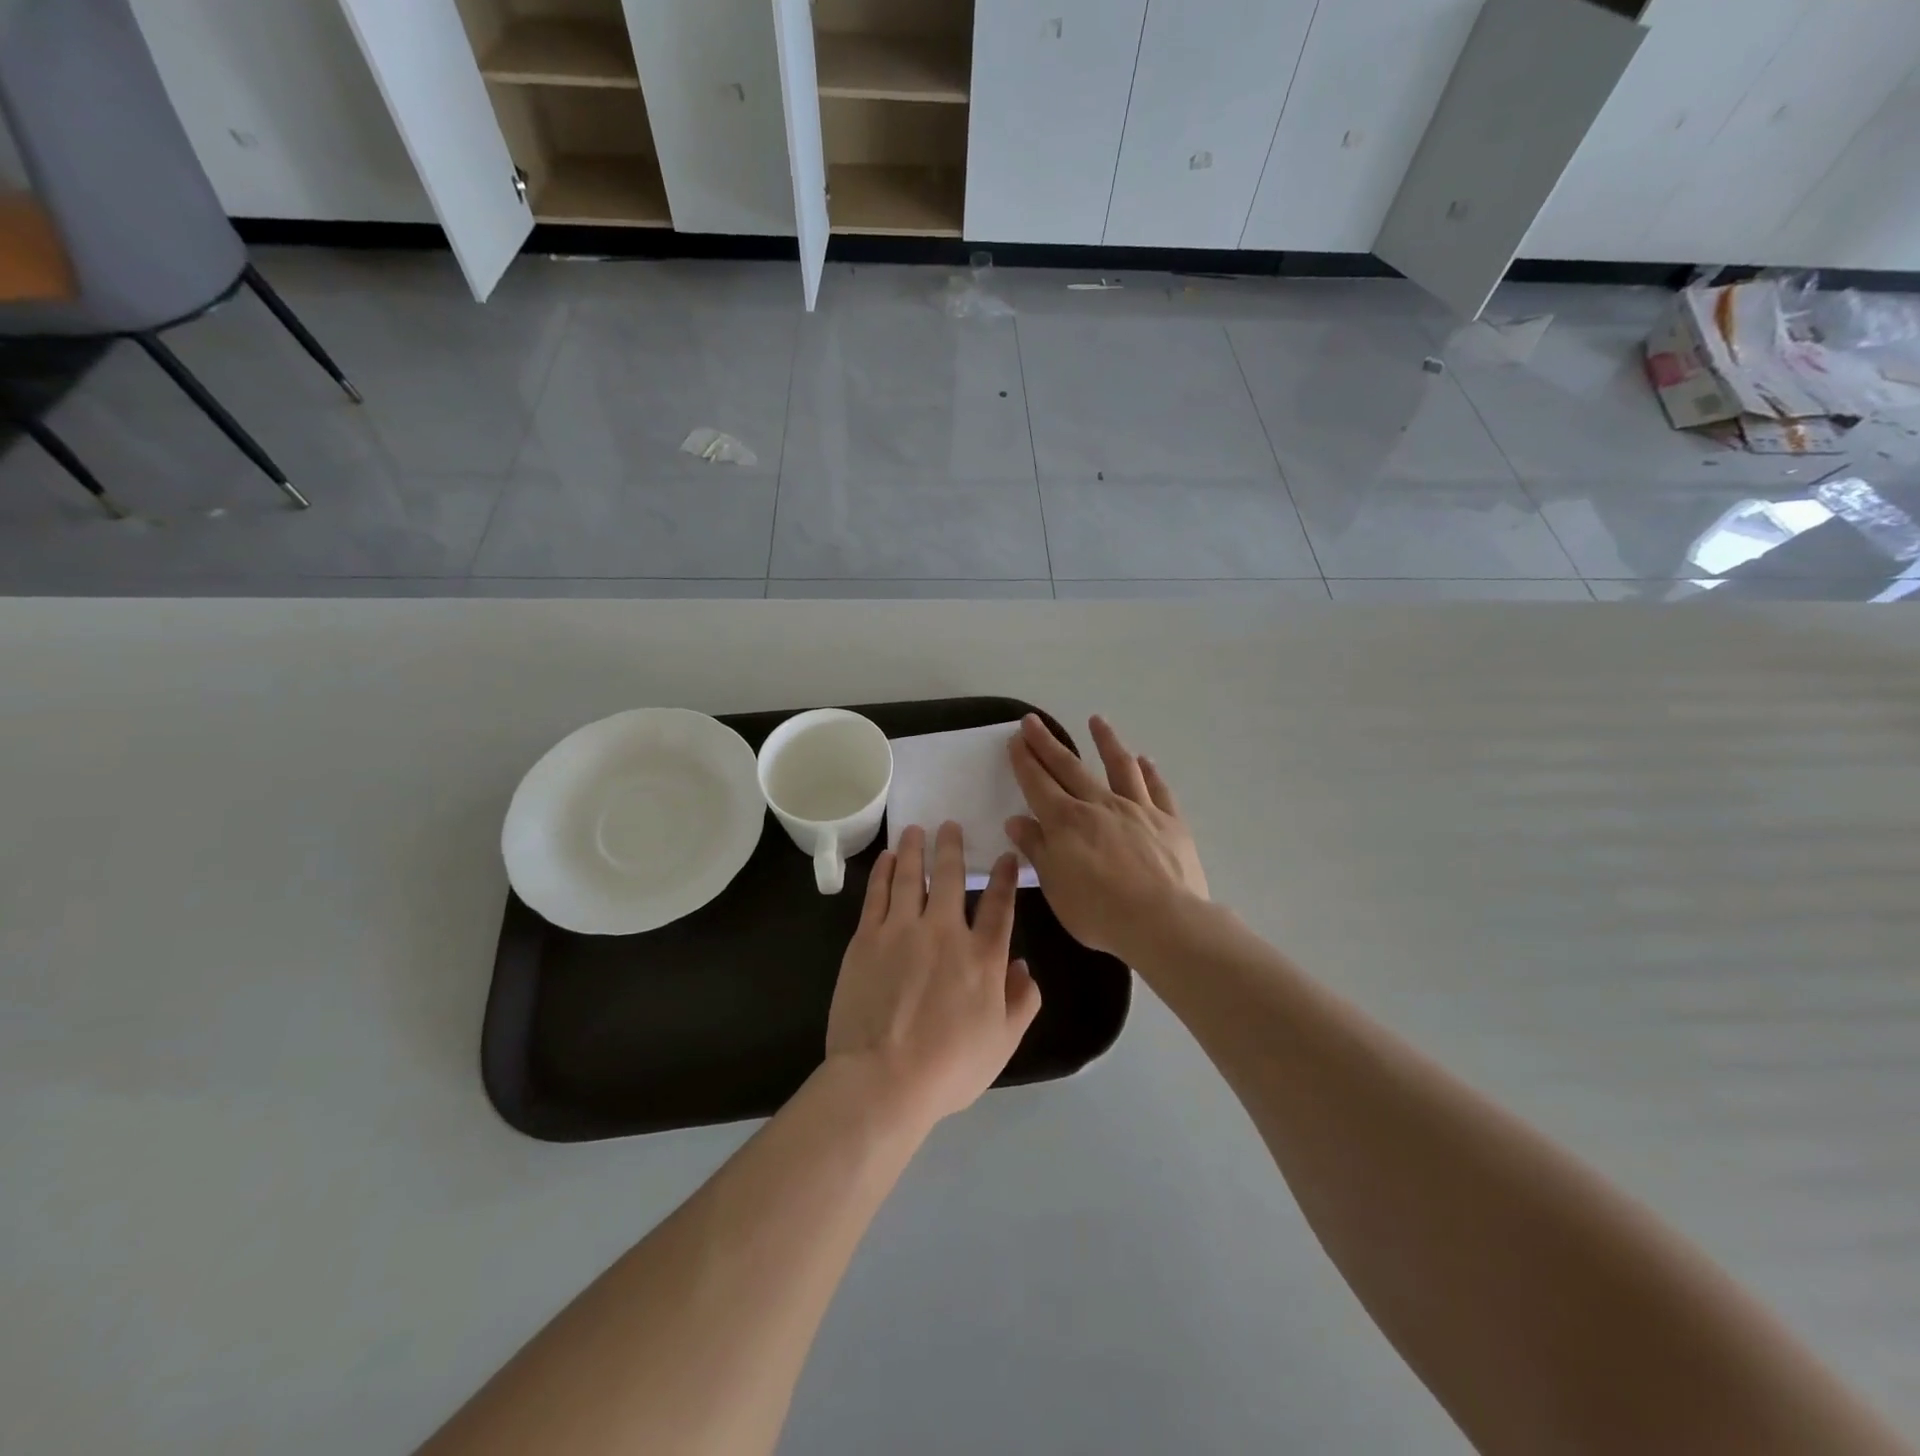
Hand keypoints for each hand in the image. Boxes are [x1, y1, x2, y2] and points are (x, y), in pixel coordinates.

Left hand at [825, 822, 1041, 1126]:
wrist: (883, 1079)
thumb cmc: (949, 1068)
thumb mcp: (1002, 1042)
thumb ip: (1022, 1001)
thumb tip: (1024, 966)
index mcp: (983, 957)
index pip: (999, 905)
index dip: (1004, 877)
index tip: (1005, 856)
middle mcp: (945, 932)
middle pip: (951, 878)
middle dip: (953, 847)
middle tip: (951, 825)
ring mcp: (902, 930)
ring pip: (912, 876)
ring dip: (916, 849)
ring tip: (916, 829)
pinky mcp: (867, 938)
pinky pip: (877, 894)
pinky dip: (884, 872)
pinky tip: (888, 858)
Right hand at [1006, 715, 1207, 961]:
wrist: (1165, 922)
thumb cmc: (1100, 913)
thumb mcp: (1055, 888)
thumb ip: (1037, 850)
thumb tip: (1017, 821)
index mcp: (1066, 822)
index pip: (1038, 783)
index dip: (1024, 760)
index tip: (1015, 738)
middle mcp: (1099, 805)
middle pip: (1069, 766)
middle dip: (1047, 743)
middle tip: (1033, 721)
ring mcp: (1138, 809)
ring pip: (1119, 766)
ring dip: (1105, 741)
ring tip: (1097, 721)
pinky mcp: (1169, 821)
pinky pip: (1157, 789)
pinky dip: (1149, 771)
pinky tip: (1144, 760)